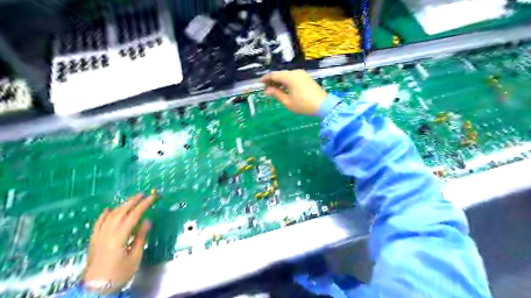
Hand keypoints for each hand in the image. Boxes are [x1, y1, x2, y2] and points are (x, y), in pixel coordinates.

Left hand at [83, 195, 153, 293]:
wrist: (95, 289)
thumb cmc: (118, 274)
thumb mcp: (135, 257)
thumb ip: (140, 238)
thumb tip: (147, 222)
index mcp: (119, 237)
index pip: (133, 216)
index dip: (144, 205)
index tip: (152, 198)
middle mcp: (107, 233)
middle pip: (121, 212)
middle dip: (132, 201)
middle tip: (142, 194)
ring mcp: (98, 236)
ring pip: (110, 216)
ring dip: (121, 205)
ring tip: (130, 200)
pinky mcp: (93, 241)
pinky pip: (98, 224)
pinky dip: (103, 215)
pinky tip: (108, 209)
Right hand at [261, 70, 328, 114]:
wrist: (323, 105)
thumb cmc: (303, 104)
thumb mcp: (287, 102)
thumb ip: (276, 94)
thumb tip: (267, 90)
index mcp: (290, 77)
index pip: (274, 75)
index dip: (266, 79)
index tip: (259, 83)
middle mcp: (295, 72)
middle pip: (280, 74)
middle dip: (272, 81)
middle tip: (267, 90)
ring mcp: (302, 74)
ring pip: (287, 75)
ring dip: (280, 82)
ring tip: (275, 91)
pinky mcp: (306, 78)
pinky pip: (293, 77)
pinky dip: (287, 82)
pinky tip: (285, 89)